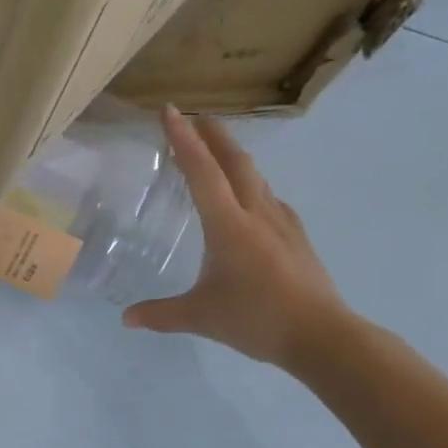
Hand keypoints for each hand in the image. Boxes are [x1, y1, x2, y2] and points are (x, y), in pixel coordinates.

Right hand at [122, 107, 348, 367]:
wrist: (322, 336)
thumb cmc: (256, 319)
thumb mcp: (200, 316)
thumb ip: (161, 314)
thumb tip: (126, 319)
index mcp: (228, 225)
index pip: (201, 172)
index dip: (183, 140)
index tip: (170, 111)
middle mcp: (255, 214)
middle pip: (235, 162)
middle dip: (213, 136)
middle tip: (196, 118)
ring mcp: (281, 223)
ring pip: (256, 177)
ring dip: (235, 157)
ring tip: (219, 151)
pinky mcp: (297, 237)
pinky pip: (271, 198)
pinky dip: (254, 186)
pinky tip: (253, 198)